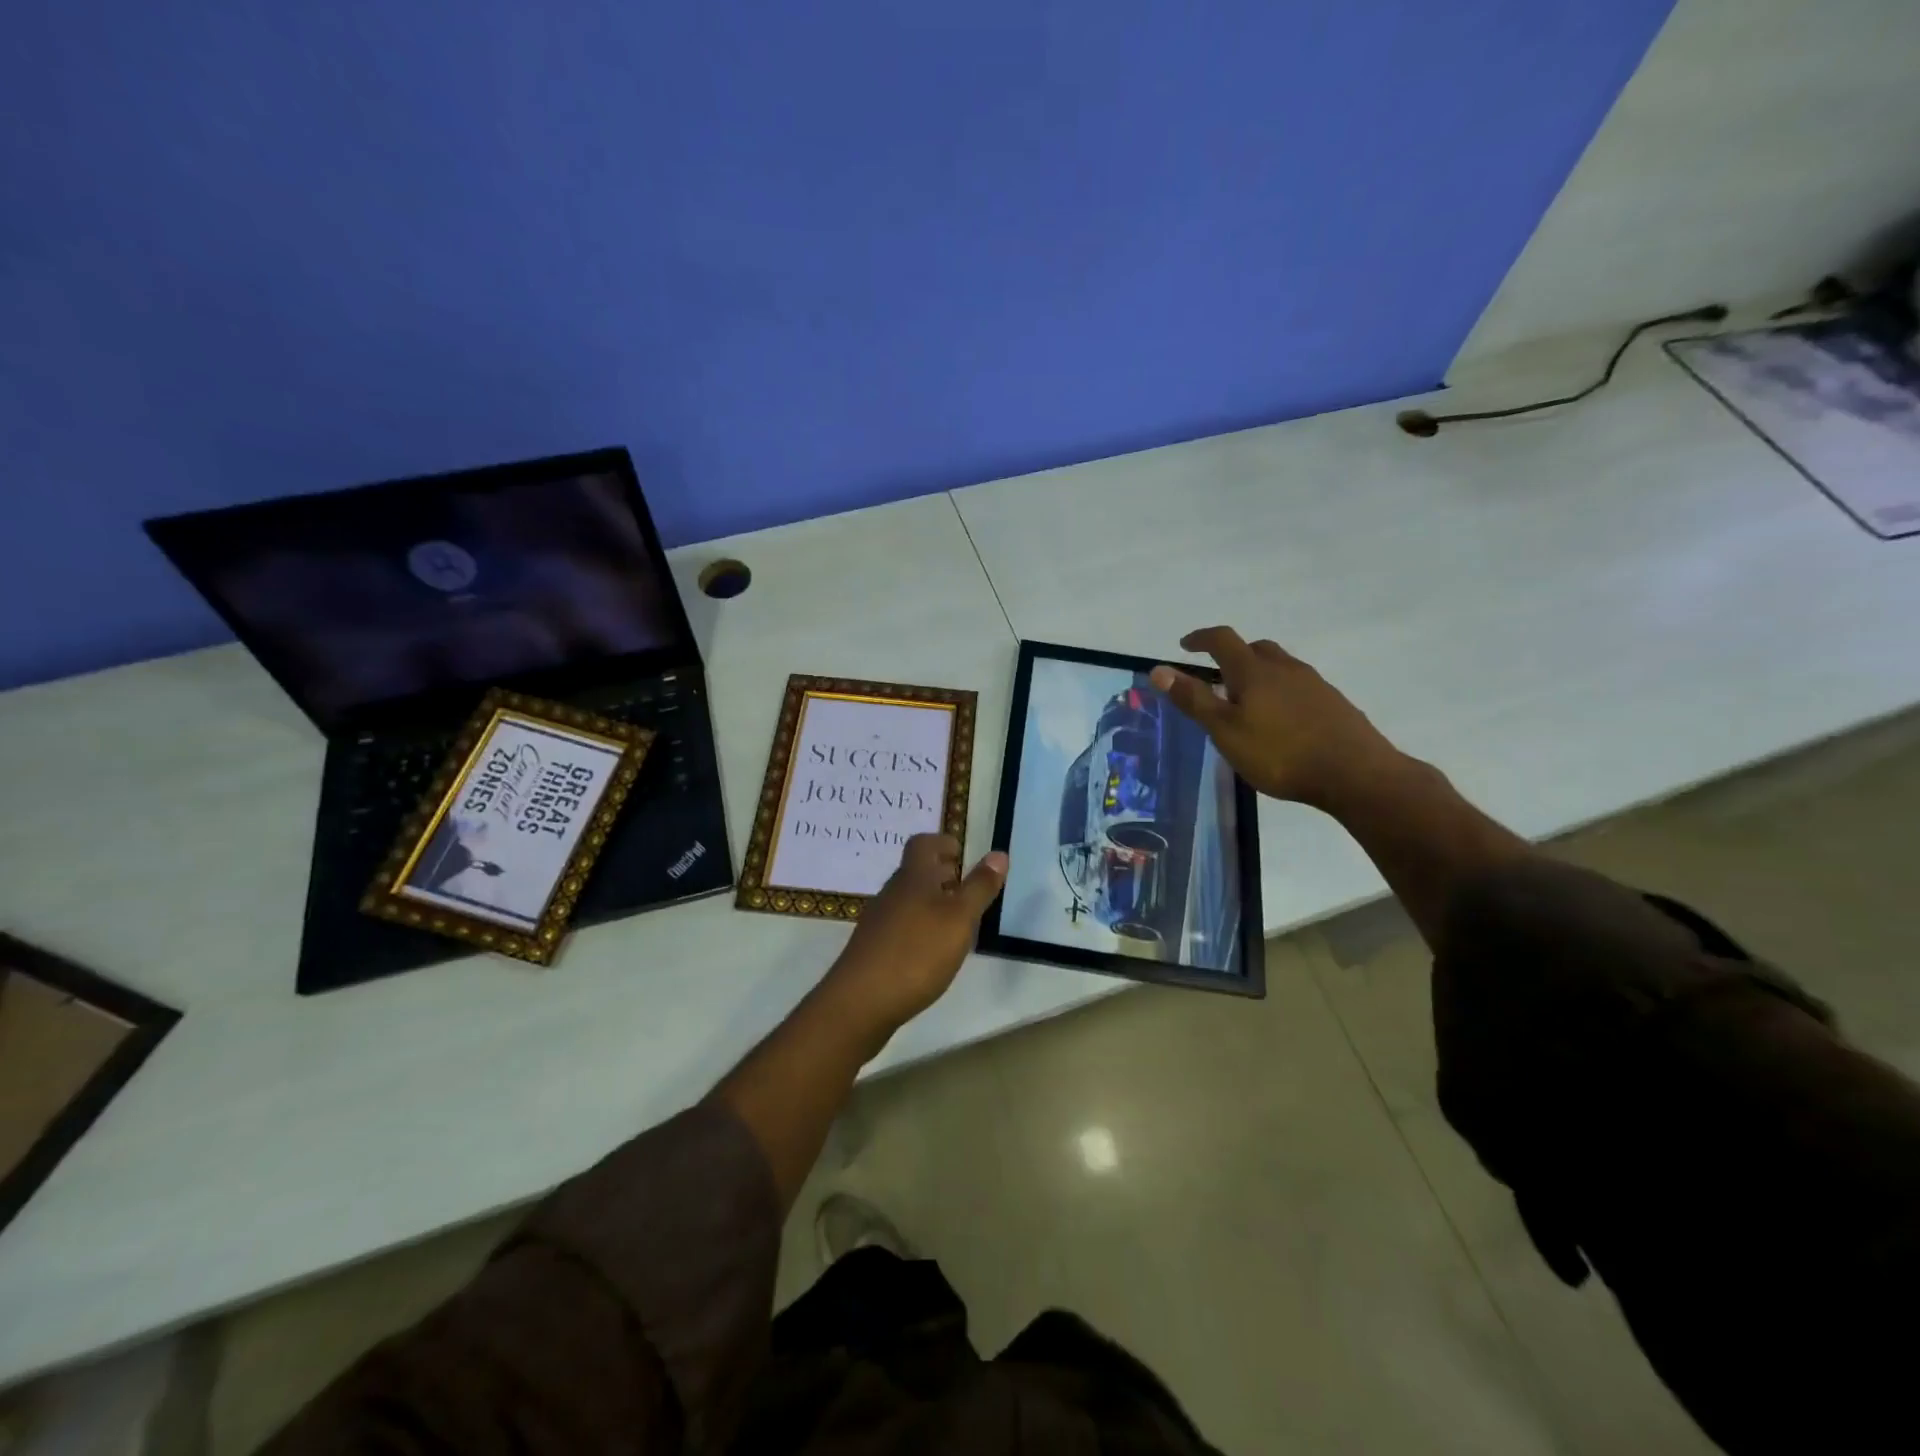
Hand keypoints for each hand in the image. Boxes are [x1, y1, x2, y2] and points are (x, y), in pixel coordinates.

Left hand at [822, 834, 1007, 1034]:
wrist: (860, 1002)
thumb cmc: (916, 953)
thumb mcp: (959, 919)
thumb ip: (979, 887)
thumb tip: (998, 854)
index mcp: (912, 878)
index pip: (923, 844)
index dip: (942, 842)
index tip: (962, 852)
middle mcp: (891, 893)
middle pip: (915, 872)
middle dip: (941, 874)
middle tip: (967, 887)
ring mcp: (878, 922)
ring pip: (908, 900)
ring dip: (932, 902)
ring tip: (957, 922)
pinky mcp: (873, 949)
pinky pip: (900, 926)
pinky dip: (920, 927)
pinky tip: (933, 952)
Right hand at [1150, 627, 1408, 811]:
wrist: (1355, 774)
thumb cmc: (1280, 753)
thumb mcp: (1225, 730)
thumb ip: (1193, 699)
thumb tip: (1158, 669)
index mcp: (1254, 671)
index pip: (1222, 640)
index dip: (1200, 639)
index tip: (1184, 646)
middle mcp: (1285, 668)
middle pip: (1255, 649)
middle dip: (1231, 656)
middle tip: (1216, 678)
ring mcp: (1313, 684)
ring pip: (1279, 667)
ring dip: (1258, 674)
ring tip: (1246, 702)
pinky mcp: (1333, 703)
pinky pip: (1297, 686)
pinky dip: (1280, 692)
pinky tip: (1280, 721)